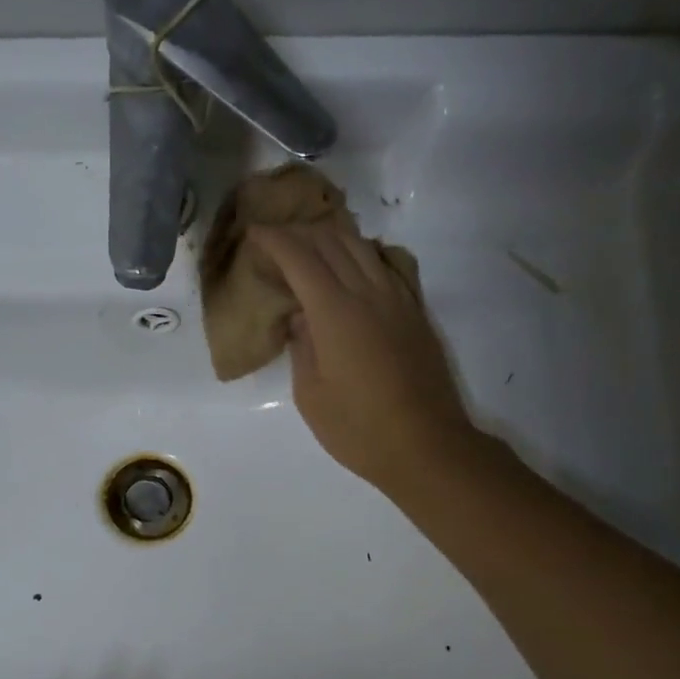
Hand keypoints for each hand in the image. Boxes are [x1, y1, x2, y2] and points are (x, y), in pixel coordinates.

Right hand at [254, 222, 482, 496]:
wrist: (425, 445)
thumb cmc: (358, 428)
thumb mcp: (311, 394)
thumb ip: (302, 347)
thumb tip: (301, 317)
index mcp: (336, 312)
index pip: (301, 258)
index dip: (275, 240)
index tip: (254, 233)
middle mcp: (369, 293)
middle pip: (333, 241)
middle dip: (300, 233)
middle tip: (276, 240)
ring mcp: (398, 298)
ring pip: (363, 247)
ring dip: (332, 238)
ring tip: (310, 246)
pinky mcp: (416, 312)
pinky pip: (387, 265)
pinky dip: (362, 254)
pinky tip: (353, 267)